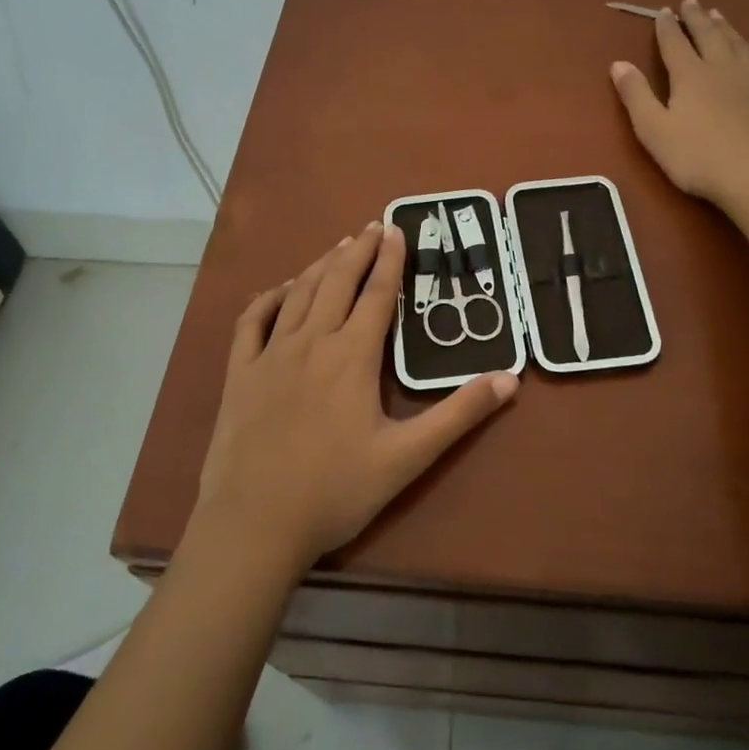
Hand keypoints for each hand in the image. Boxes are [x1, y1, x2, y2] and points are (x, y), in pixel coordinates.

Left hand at [195, 220, 517, 570]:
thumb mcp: (408, 457)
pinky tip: (280, 289)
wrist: (255, 524)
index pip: (377, 294)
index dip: (390, 259)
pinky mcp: (239, 373)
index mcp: (352, 356)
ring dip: (321, 265)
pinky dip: (268, 297)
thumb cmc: (336, 491)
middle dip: (358, 250)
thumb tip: (509, 378)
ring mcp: (270, 355)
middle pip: (337, 281)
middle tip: (373, 226)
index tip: (398, 228)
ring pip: (298, 293)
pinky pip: (252, 321)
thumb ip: (458, 415)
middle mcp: (311, 342)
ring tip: (338, 246)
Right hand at [611, 0, 748, 205]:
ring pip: (736, 43)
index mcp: (689, 75)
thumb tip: (618, 63)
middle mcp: (721, 67)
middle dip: (696, 18)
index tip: (663, 11)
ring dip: (725, 27)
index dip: (667, 26)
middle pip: (707, 35)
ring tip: (718, 14)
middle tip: (691, 1)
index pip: (674, 43)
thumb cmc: (698, 156)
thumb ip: (636, 95)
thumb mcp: (654, 130)